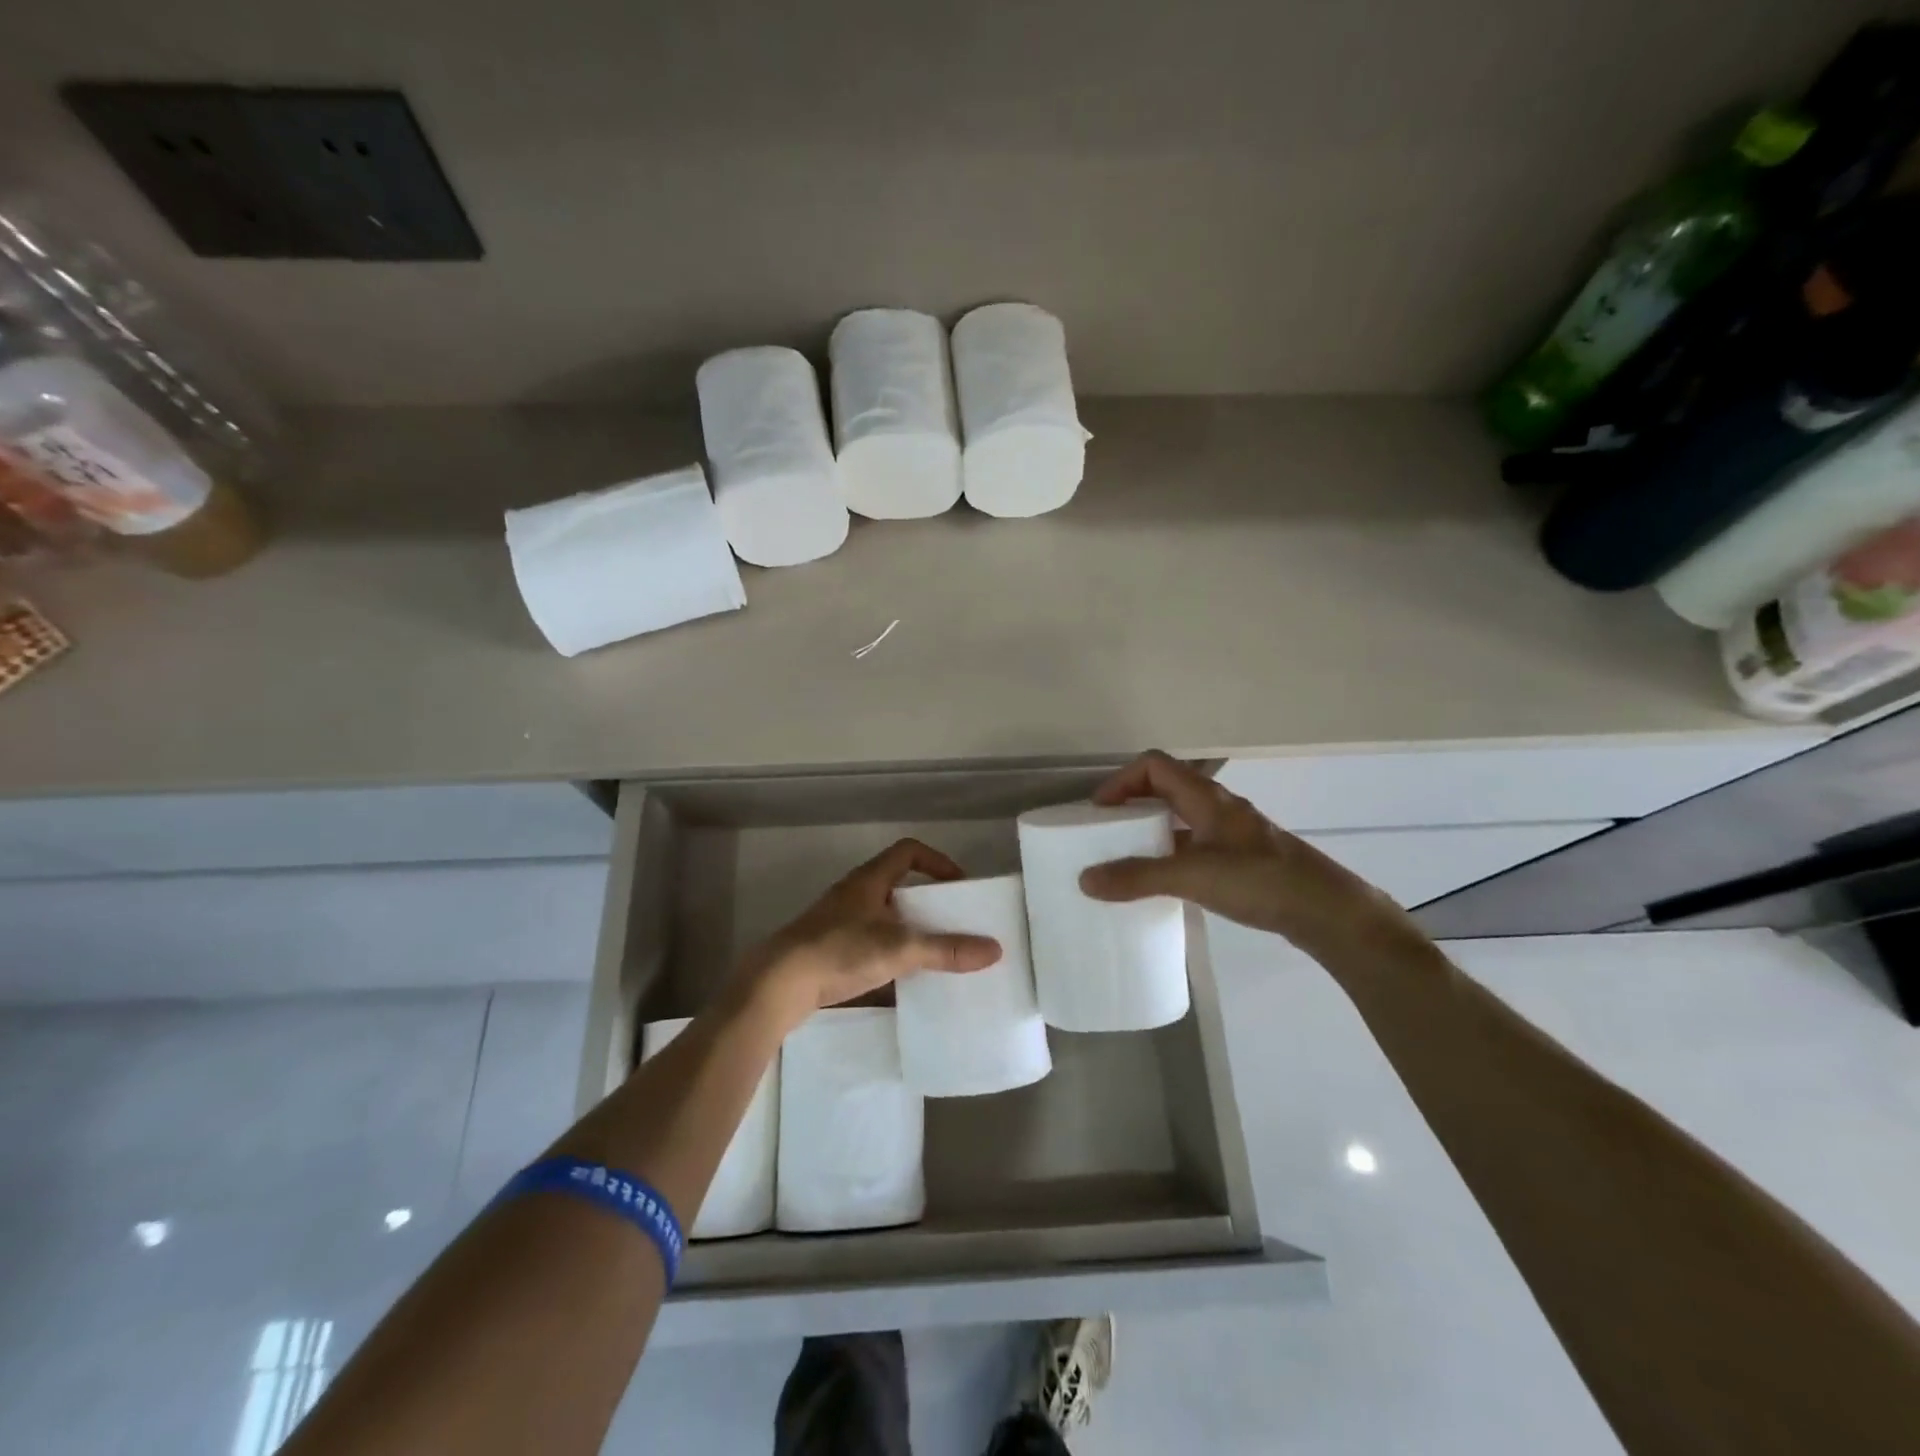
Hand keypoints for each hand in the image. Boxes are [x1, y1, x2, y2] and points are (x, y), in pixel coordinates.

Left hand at [744, 838, 1001, 1025]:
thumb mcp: (899, 949)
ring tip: (932, 953)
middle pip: (898, 885)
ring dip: (908, 930)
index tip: (960, 886)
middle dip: (927, 902)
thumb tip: (994, 949)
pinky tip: (901, 982)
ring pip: (883, 917)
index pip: (909, 851)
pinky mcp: (828, 950)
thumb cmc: (839, 951)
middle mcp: (853, 894)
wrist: (777, 984)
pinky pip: (868, 944)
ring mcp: (838, 922)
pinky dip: (889, 956)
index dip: (938, 862)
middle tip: (952, 922)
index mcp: (870, 880)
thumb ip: (946, 950)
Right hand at [1077, 750, 1401, 952]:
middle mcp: (1218, 807)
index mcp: (1206, 797)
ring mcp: (1232, 833)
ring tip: (1127, 858)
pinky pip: (1195, 844)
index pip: (1154, 765)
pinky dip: (1172, 853)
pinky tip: (1165, 882)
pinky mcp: (1242, 859)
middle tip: (1107, 833)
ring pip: (1181, 818)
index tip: (1099, 810)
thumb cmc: (1259, 880)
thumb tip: (1085, 879)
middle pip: (1165, 788)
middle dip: (1132, 804)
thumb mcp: (1193, 876)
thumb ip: (1138, 877)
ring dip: (1152, 830)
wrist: (1326, 911)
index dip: (1122, 780)